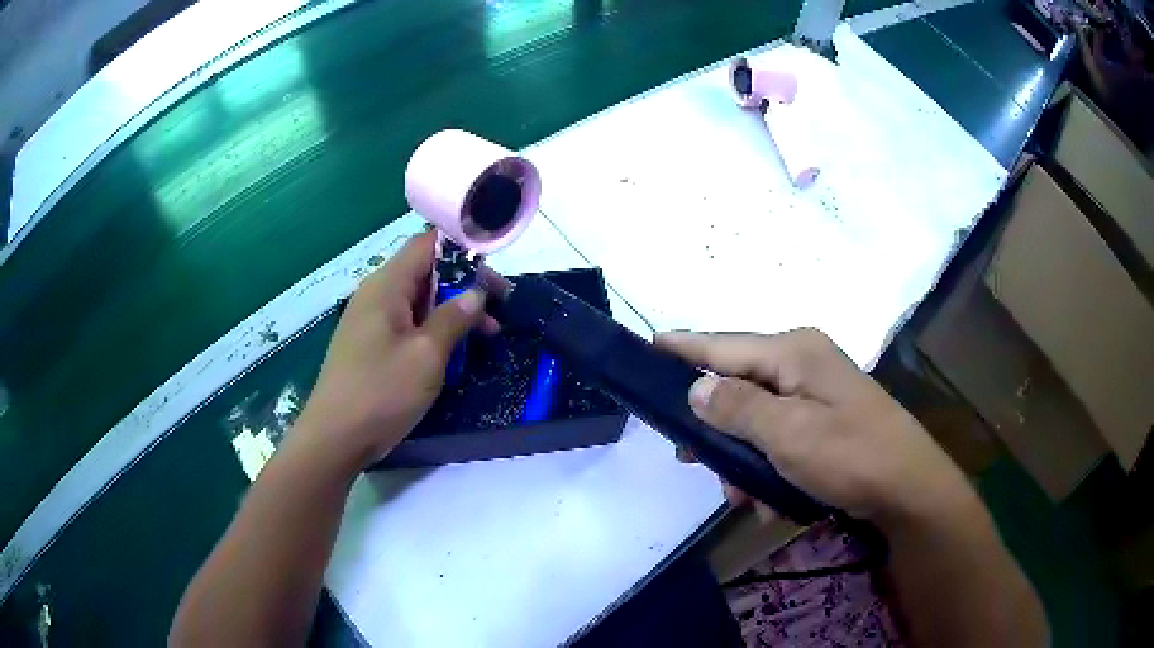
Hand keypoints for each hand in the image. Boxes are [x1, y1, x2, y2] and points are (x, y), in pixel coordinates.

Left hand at [294, 231, 486, 466]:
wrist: (335, 438)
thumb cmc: (381, 392)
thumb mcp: (426, 355)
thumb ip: (454, 318)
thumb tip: (476, 293)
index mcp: (386, 285)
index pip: (427, 244)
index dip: (462, 250)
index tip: (493, 272)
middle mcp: (376, 294)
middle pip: (425, 273)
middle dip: (464, 287)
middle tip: (498, 311)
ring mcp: (371, 321)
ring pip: (418, 302)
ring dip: (452, 313)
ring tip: (485, 336)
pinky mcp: (371, 345)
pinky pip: (407, 325)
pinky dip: (433, 331)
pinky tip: (452, 353)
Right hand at [656, 328, 974, 526]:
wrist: (909, 490)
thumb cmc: (851, 456)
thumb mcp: (788, 434)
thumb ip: (737, 408)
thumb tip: (696, 388)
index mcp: (794, 352)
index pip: (724, 345)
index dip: (684, 348)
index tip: (648, 347)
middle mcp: (803, 363)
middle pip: (738, 385)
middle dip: (717, 429)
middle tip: (692, 461)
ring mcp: (817, 393)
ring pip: (757, 419)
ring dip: (744, 459)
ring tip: (745, 498)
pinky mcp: (825, 420)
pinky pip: (780, 437)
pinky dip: (769, 467)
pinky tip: (772, 500)